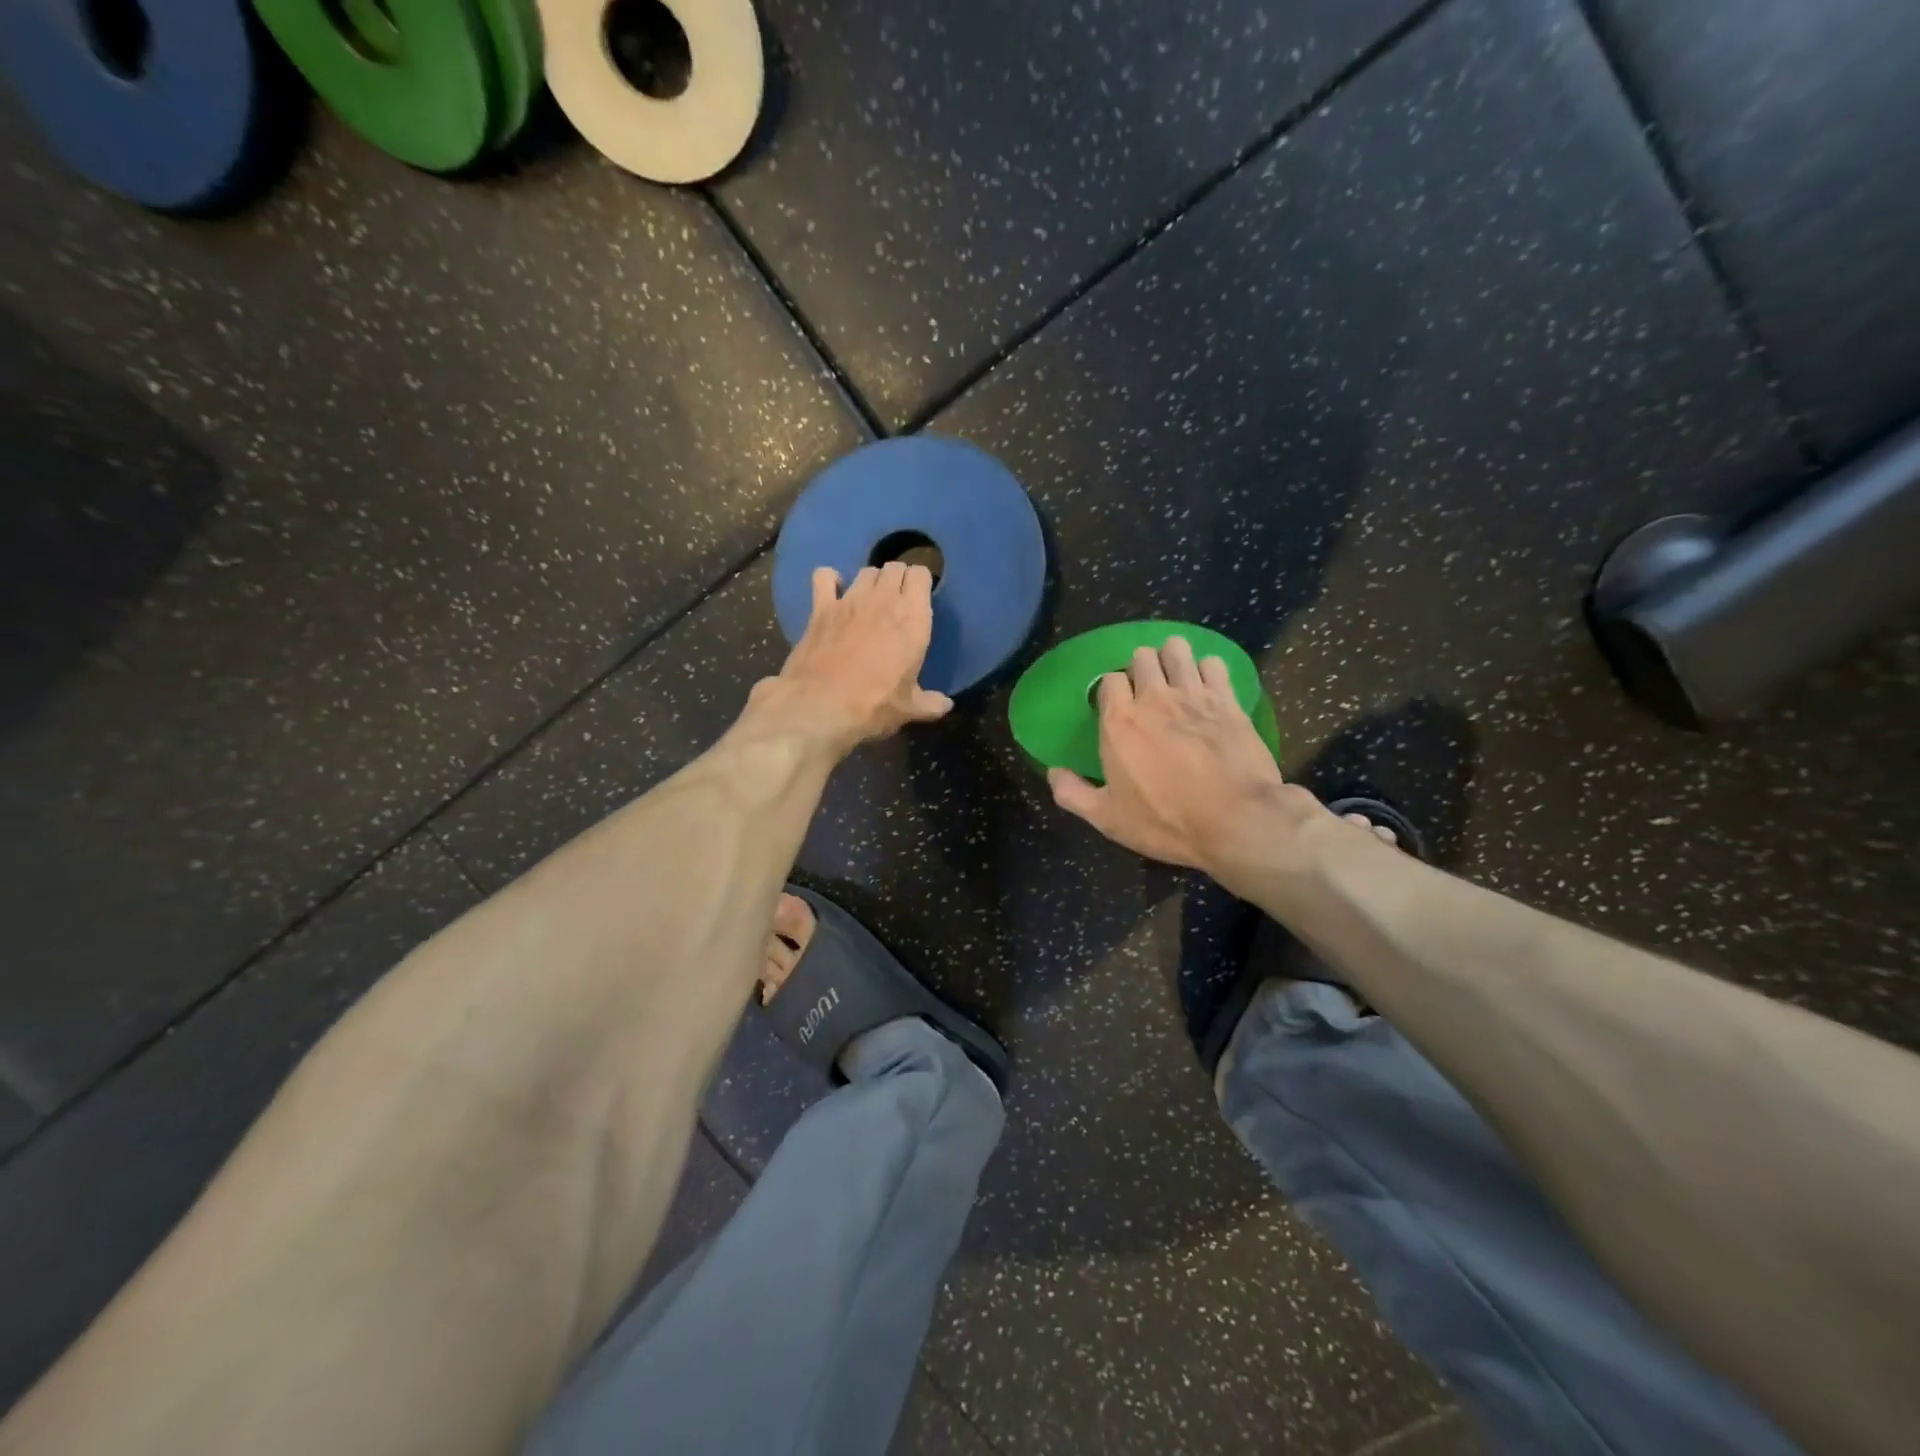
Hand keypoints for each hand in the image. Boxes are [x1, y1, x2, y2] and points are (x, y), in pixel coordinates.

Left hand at [742, 563, 952, 755]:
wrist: (821, 705)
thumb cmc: (874, 704)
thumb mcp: (909, 708)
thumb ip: (930, 703)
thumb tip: (946, 706)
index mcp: (913, 618)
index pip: (921, 575)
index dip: (921, 582)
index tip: (920, 598)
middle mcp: (884, 599)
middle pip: (894, 567)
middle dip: (898, 578)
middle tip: (898, 600)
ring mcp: (850, 600)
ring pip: (866, 571)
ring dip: (871, 580)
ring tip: (871, 599)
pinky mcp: (821, 607)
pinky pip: (824, 577)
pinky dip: (830, 580)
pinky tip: (833, 592)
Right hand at [1048, 636, 1318, 882]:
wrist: (1236, 822)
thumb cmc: (1166, 822)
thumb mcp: (1108, 819)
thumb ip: (1073, 793)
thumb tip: (1052, 773)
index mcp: (1119, 722)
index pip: (1109, 680)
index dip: (1112, 691)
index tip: (1118, 708)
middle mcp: (1154, 698)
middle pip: (1142, 656)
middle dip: (1141, 668)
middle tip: (1147, 691)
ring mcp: (1194, 695)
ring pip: (1177, 650)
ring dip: (1172, 658)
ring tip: (1175, 677)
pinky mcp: (1228, 700)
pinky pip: (1214, 664)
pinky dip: (1207, 670)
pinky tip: (1208, 686)